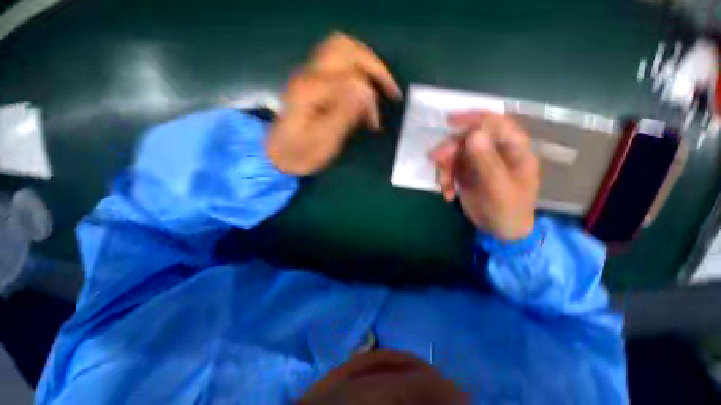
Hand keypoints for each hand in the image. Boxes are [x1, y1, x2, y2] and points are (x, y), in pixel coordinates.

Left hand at [266, 32, 401, 174]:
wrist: (277, 155)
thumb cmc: (300, 154)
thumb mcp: (324, 142)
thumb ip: (344, 115)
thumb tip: (367, 92)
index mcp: (311, 90)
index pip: (352, 79)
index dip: (370, 100)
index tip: (375, 125)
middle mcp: (308, 74)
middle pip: (347, 49)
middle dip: (374, 67)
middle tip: (390, 91)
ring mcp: (307, 74)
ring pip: (341, 49)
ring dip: (365, 63)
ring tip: (379, 85)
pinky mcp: (309, 80)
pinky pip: (336, 60)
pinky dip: (355, 67)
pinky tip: (362, 86)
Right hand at [430, 112, 539, 240]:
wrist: (500, 230)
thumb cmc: (509, 209)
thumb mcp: (499, 187)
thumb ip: (487, 160)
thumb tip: (474, 134)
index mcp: (513, 148)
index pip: (494, 123)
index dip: (473, 118)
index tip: (450, 121)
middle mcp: (494, 151)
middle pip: (467, 139)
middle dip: (450, 150)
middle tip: (436, 159)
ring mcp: (478, 162)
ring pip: (454, 155)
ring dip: (444, 168)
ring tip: (443, 185)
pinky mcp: (466, 174)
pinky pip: (449, 169)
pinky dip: (445, 180)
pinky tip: (447, 194)